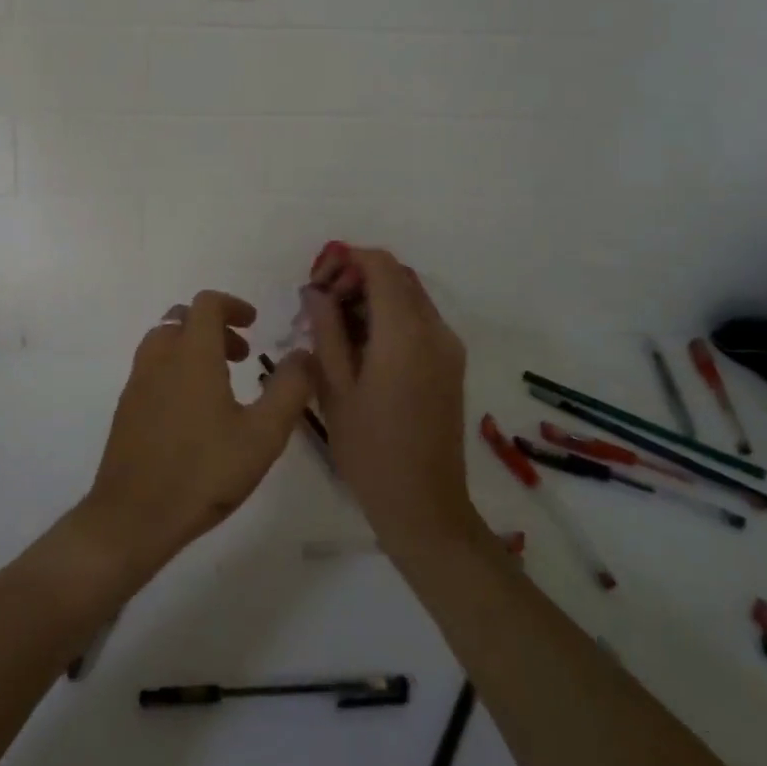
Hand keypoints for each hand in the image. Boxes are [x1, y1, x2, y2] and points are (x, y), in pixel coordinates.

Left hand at [81, 291, 312, 577]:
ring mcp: (137, 382)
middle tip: (242, 356)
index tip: (254, 324)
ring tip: (220, 383)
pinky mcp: (126, 408)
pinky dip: (175, 368)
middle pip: (183, 319)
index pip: (207, 304)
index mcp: (192, 354)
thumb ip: (289, 389)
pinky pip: (152, 368)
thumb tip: (305, 354)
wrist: (132, 516)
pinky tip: (193, 412)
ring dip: (193, 347)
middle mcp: (159, 358)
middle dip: (214, 327)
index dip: (232, 305)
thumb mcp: (263, 435)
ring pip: (164, 342)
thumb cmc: (204, 472)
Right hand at [307, 248, 478, 554]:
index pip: (380, 265)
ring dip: (372, 296)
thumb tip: (316, 291)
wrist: (424, 505)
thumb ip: (326, 330)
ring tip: (335, 327)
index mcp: (405, 333)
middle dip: (356, 276)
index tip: (316, 283)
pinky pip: (418, 320)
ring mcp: (448, 347)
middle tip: (320, 304)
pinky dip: (389, 316)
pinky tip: (360, 346)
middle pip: (397, 276)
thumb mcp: (335, 388)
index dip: (345, 260)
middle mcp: (435, 330)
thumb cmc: (370, 450)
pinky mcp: (450, 364)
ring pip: (409, 296)